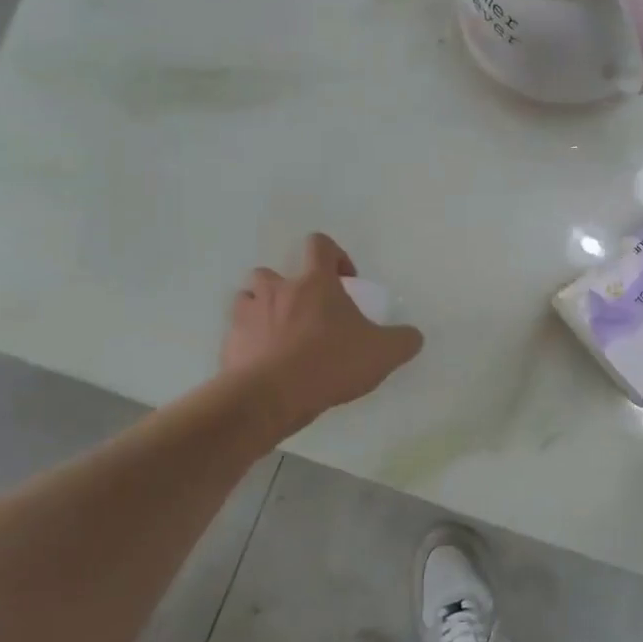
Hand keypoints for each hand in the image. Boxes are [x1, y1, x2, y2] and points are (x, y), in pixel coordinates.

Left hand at [222, 234, 423, 431]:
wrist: (271, 396)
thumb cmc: (330, 363)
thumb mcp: (383, 353)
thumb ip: (403, 340)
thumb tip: (413, 336)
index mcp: (314, 283)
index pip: (319, 245)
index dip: (334, 256)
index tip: (344, 281)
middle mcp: (277, 290)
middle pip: (273, 271)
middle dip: (288, 287)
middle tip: (307, 314)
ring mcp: (247, 315)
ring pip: (248, 298)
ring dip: (263, 310)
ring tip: (280, 336)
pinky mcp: (229, 343)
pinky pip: (238, 334)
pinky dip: (250, 343)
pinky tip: (266, 365)